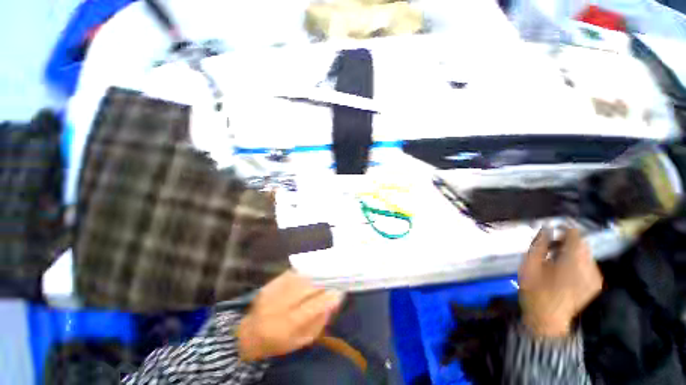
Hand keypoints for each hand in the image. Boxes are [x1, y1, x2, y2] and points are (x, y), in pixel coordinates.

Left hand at [237, 270, 344, 360]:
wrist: (250, 335)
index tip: (339, 292)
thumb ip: (320, 321)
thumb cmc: (280, 341)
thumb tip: (334, 300)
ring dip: (314, 275)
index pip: (313, 307)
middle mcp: (278, 307)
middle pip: (306, 288)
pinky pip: (290, 274)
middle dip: (322, 282)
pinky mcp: (269, 284)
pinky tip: (310, 271)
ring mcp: (272, 293)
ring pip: (298, 279)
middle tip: (334, 278)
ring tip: (325, 273)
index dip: (328, 298)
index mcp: (287, 326)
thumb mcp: (303, 340)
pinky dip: (303, 272)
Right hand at [518, 227, 602, 337]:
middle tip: (550, 245)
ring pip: (585, 254)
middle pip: (582, 244)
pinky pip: (588, 265)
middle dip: (567, 241)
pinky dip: (577, 262)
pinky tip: (563, 270)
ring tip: (555, 258)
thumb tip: (546, 228)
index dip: (564, 229)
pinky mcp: (594, 285)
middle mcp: (589, 267)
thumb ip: (539, 244)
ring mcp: (594, 277)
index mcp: (573, 261)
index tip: (552, 228)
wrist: (547, 320)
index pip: (575, 235)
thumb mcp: (530, 264)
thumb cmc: (535, 290)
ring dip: (572, 252)